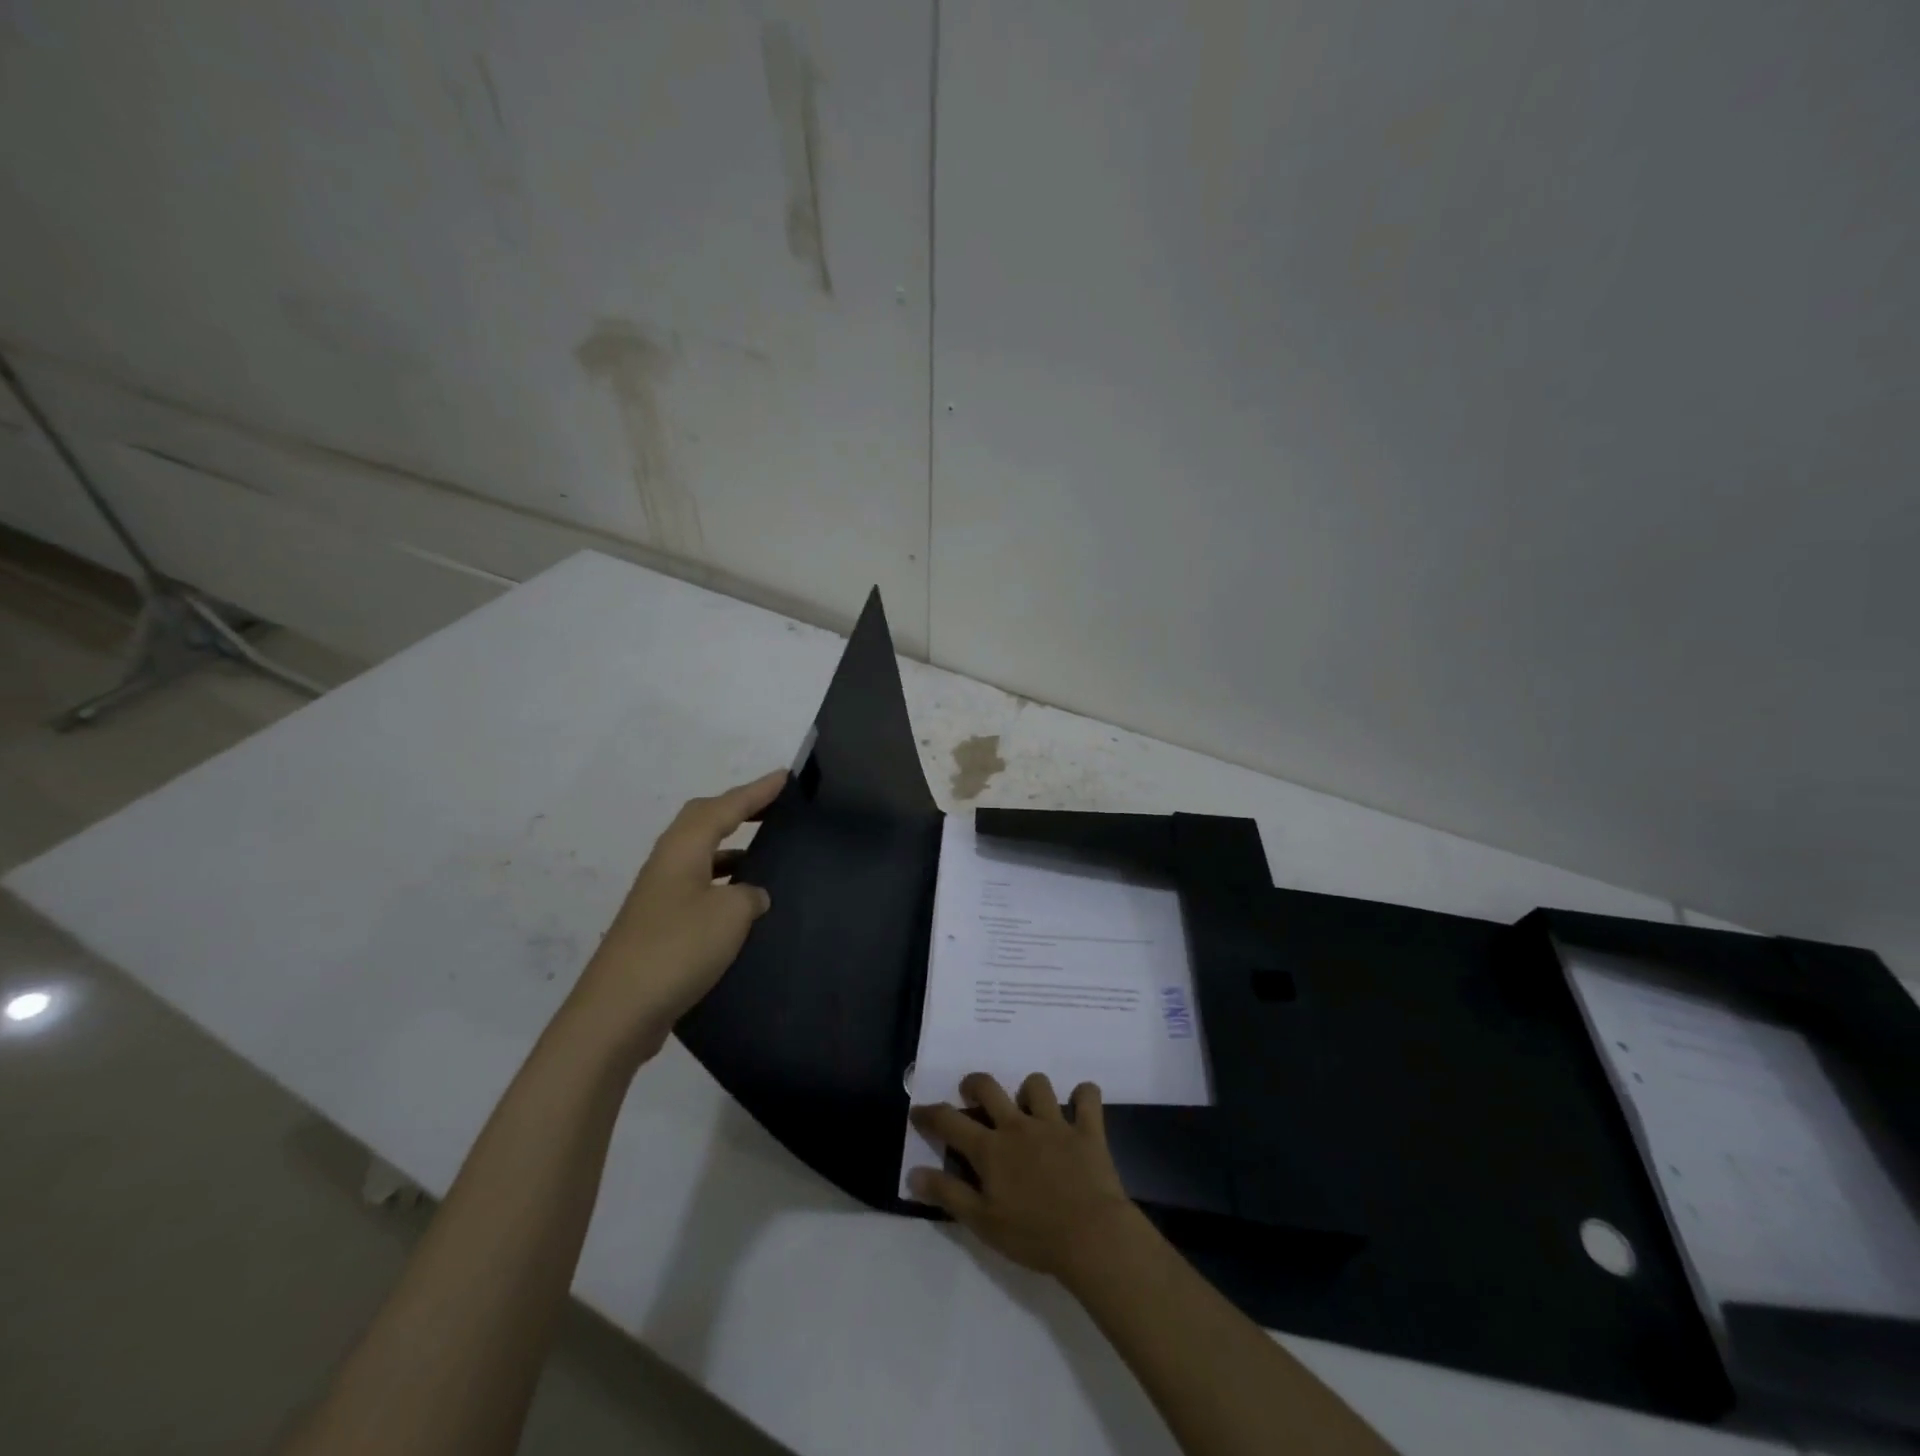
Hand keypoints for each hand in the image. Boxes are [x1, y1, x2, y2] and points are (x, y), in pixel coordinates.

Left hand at [564, 770, 785, 1059]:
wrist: (617, 1012)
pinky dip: (723, 883)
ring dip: (731, 849)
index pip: (724, 808)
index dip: (756, 791)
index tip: (784, 776)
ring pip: (699, 856)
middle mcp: (667, 865)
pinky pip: (697, 887)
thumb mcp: (729, 914)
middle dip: (738, 810)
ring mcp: (658, 897)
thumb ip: (750, 895)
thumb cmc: (677, 949)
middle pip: (702, 822)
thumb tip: (751, 894)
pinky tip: (743, 906)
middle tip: (772, 807)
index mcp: (682, 850)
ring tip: (764, 852)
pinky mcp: (658, 927)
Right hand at [909, 1072, 1140, 1279]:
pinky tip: (1080, 1107)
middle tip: (972, 1095)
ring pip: (1037, 1085)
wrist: (1092, 1237)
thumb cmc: (1033, 1236)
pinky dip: (1084, 1096)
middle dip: (974, 1084)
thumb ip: (948, 1194)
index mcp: (991, 1149)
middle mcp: (1019, 1126)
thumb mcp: (982, 1222)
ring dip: (1030, 1091)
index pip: (949, 1121)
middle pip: (989, 1087)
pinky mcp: (1087, 1130)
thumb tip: (914, 1173)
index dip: (929, 1114)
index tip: (918, 1112)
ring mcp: (1055, 1124)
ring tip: (1029, 1108)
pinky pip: (1088, 1097)